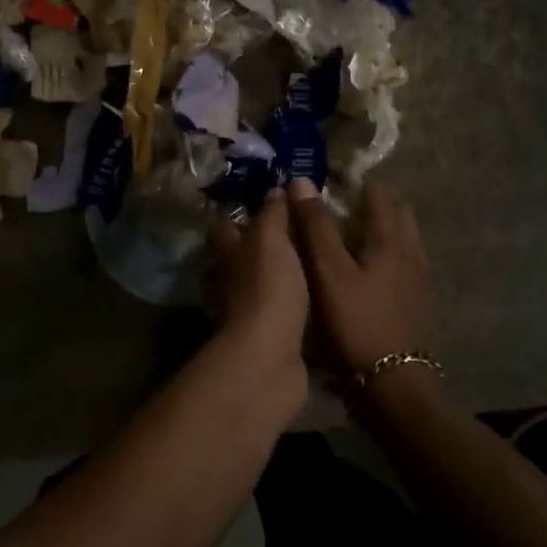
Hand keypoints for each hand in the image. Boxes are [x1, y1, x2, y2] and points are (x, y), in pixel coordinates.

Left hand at [207, 189, 310, 401]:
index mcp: (230, 253)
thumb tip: (275, 189)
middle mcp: (233, 281)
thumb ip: (274, 214)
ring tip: (317, 264)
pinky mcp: (270, 339)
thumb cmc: (268, 288)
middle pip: (242, 258)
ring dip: (281, 279)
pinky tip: (320, 300)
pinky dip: (295, 308)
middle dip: (264, 248)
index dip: (241, 216)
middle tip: (302, 234)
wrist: (270, 358)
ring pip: (262, 287)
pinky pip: (282, 315)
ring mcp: (249, 313)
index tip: (269, 205)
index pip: (225, 227)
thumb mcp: (272, 240)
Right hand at [287, 178, 433, 380]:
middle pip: (398, 212)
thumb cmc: (358, 323)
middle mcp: (412, 252)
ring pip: (403, 238)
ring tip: (351, 233)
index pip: (379, 193)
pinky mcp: (418, 302)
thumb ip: (317, 227)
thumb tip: (302, 182)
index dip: (356, 180)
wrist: (395, 386)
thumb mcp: (329, 273)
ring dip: (382, 226)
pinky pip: (404, 261)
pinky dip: (387, 251)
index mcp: (391, 239)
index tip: (332, 178)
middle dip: (373, 201)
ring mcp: (419, 279)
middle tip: (342, 203)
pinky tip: (366, 270)